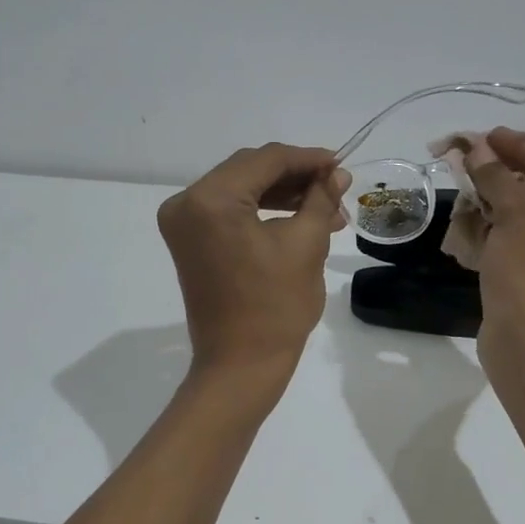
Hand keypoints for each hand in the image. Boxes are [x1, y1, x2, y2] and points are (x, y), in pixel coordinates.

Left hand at [158, 143, 350, 376]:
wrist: (240, 365)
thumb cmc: (276, 307)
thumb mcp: (306, 244)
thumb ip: (320, 198)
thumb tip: (336, 173)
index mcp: (210, 200)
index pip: (265, 160)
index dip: (307, 159)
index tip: (341, 164)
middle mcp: (186, 203)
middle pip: (249, 170)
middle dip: (296, 177)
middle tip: (337, 187)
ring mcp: (183, 222)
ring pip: (241, 189)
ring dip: (282, 194)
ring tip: (327, 209)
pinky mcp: (189, 240)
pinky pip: (229, 211)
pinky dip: (262, 210)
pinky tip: (299, 216)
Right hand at [466, 126, 524, 348]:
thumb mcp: (517, 218)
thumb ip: (500, 178)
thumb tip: (480, 150)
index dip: (524, 148)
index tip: (488, 135)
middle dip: (511, 174)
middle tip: (477, 157)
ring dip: (504, 202)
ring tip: (471, 185)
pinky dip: (504, 232)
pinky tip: (477, 222)